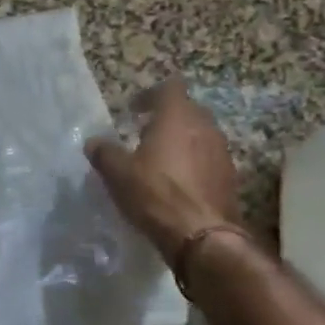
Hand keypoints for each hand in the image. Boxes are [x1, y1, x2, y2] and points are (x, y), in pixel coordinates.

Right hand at [85, 78, 242, 265]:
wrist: (201, 236)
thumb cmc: (155, 194)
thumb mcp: (118, 173)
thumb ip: (104, 153)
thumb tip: (93, 142)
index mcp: (177, 117)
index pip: (170, 87)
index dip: (151, 95)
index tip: (135, 111)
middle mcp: (205, 127)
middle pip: (188, 110)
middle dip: (167, 119)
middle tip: (146, 134)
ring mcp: (222, 152)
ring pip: (201, 135)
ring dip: (183, 142)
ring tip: (163, 160)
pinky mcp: (230, 177)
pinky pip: (210, 159)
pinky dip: (196, 164)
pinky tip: (180, 184)